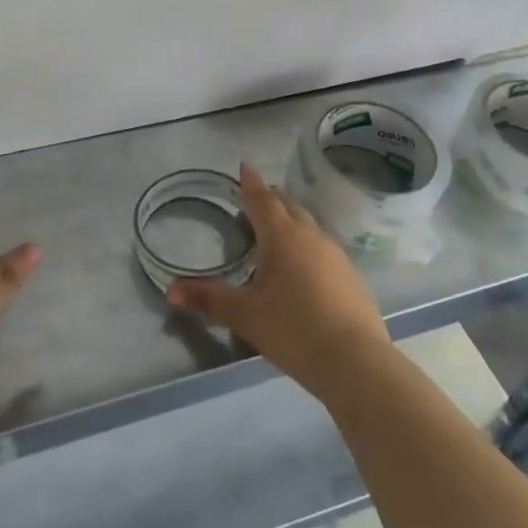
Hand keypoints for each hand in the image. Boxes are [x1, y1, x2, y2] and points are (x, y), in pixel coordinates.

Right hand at [168, 162, 390, 396]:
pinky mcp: (352, 276)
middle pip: (288, 205)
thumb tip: (171, 289)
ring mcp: (335, 254)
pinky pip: (325, 246)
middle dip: (272, 197)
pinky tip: (307, 262)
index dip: (250, 181)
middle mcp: (310, 235)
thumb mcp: (244, 315)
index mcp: (281, 236)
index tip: (244, 165)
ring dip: (293, 218)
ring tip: (281, 225)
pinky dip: (310, 242)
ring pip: (310, 224)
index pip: (261, 199)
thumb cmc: (293, 329)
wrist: (356, 362)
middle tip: (258, 195)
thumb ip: (208, 298)